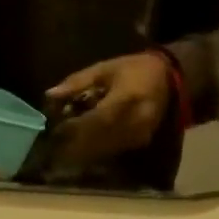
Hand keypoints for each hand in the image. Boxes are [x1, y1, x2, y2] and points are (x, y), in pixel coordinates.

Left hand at [44, 51, 172, 165]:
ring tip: (63, 146)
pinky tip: (81, 146)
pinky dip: (95, 149)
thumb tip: (50, 95)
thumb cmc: (133, 69)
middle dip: (74, 142)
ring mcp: (139, 134)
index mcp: (127, 98)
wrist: (168, 78)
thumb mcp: (104, 69)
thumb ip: (77, 82)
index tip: (55, 129)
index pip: (96, 119)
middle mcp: (135, 121)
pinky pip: (113, 149)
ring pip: (105, 148)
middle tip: (53, 143)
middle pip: (99, 138)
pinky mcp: (139, 142)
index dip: (75, 127)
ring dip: (83, 149)